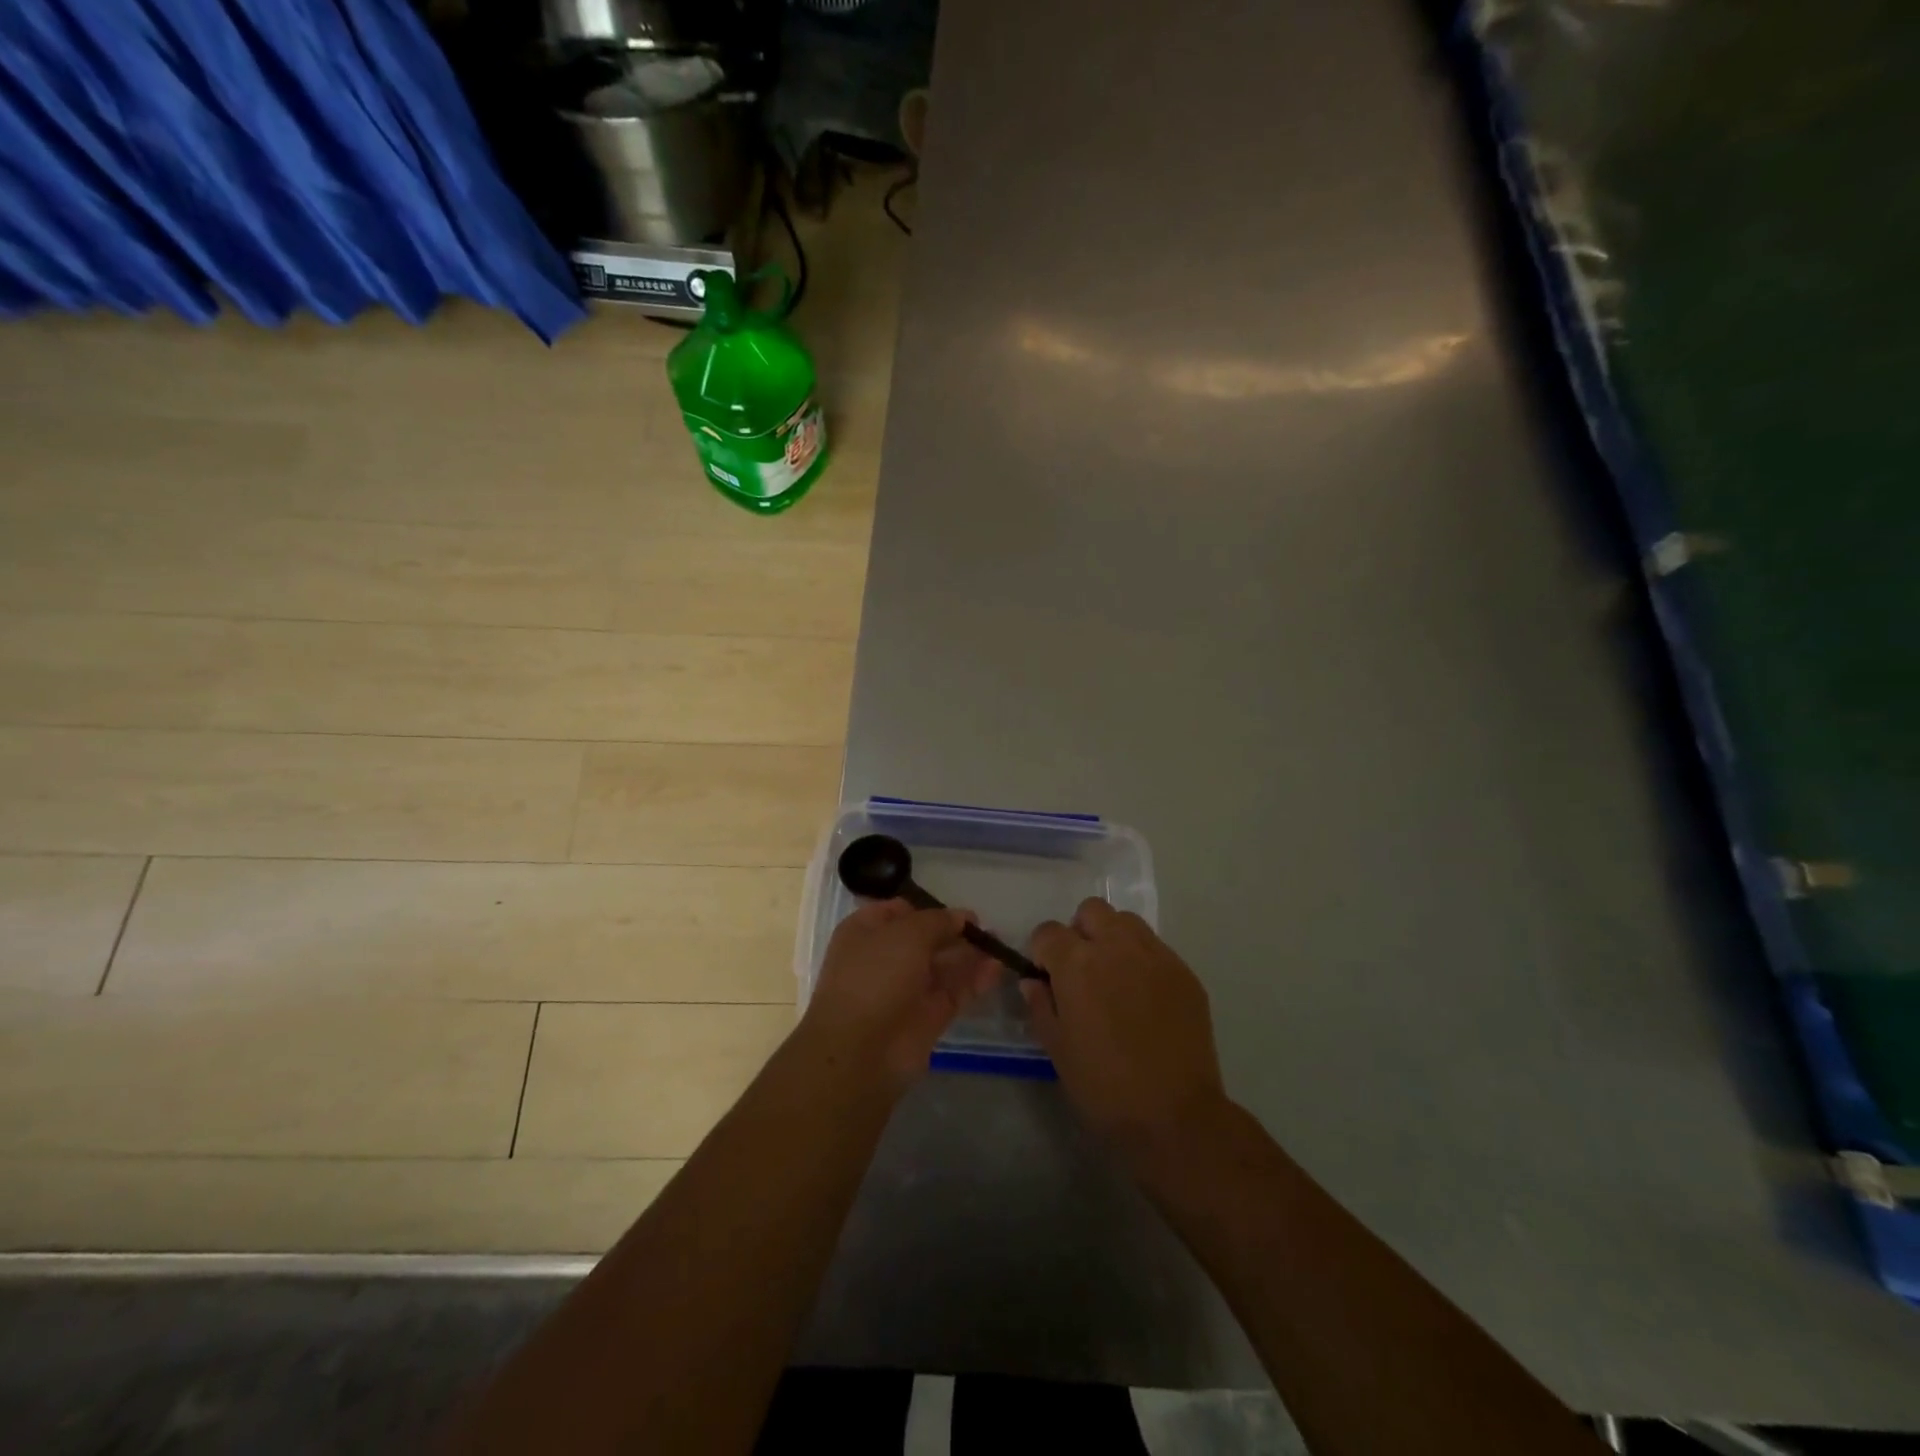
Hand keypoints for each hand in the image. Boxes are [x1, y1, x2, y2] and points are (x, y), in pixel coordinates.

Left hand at [802, 900, 1000, 1088]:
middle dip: (954, 932)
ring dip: (969, 955)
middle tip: (986, 928)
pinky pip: (954, 991)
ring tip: (999, 945)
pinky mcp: (927, 1017)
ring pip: (942, 966)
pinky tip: (997, 968)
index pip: (898, 911)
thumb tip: (961, 918)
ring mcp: (906, 989)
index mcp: (866, 932)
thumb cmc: (876, 976)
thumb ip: (938, 921)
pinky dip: (974, 980)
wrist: (861, 1051)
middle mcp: (884, 958)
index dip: (927, 908)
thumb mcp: (907, 934)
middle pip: (925, 939)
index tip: (956, 910)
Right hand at [1023, 899, 1229, 1156]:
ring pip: (1126, 922)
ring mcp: (1155, 956)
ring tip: (1115, 977)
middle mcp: (1116, 946)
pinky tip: (1145, 998)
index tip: (1048, 977)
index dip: (1043, 952)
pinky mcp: (1184, 972)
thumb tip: (1034, 981)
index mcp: (1077, 963)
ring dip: (1113, 938)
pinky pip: (1156, 949)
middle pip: (1091, 911)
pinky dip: (1143, 961)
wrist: (1175, 1116)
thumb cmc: (1104, 1087)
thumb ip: (1041, 1005)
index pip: (1048, 931)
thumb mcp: (1057, 1049)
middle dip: (1080, 932)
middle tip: (1082, 970)